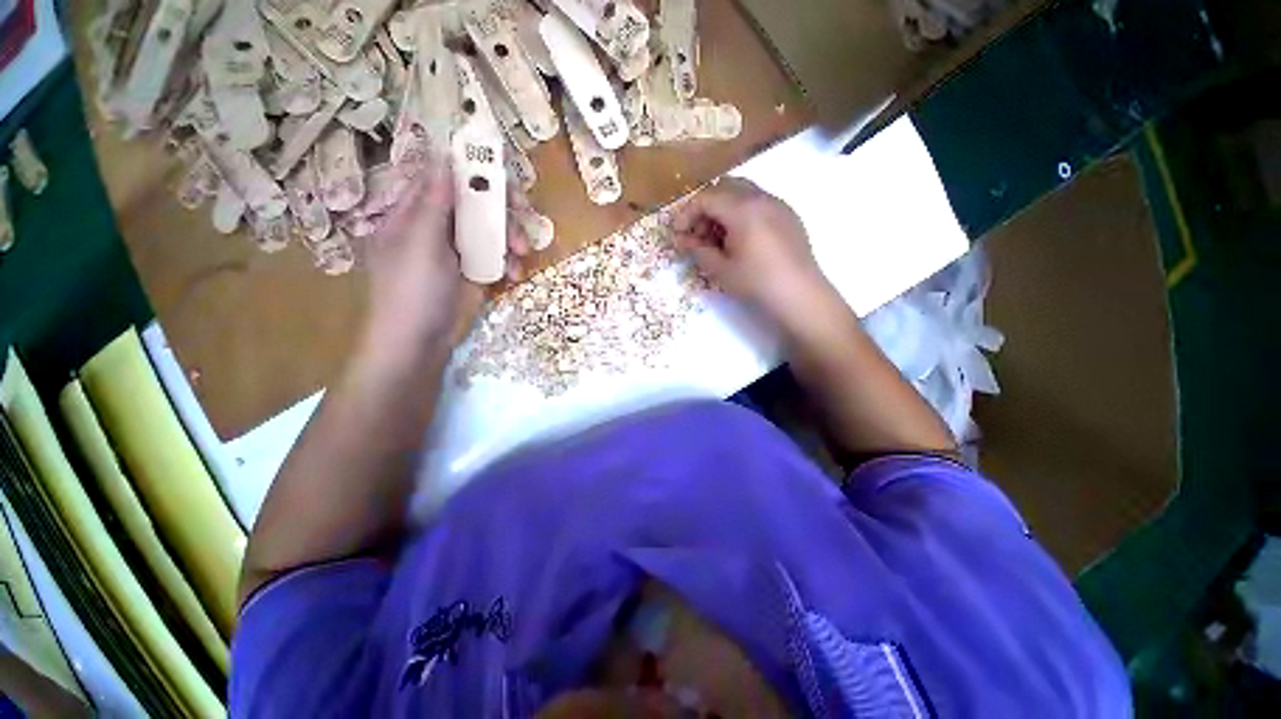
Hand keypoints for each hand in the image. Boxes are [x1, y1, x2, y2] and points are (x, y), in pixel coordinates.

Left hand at [362, 158, 528, 355]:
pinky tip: (514, 274)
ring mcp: (458, 250)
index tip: (500, 173)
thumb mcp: (421, 245)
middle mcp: (437, 227)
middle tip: (525, 213)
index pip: (443, 179)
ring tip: (522, 252)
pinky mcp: (476, 271)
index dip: (470, 171)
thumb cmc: (413, 292)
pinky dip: (509, 262)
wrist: (420, 343)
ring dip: (511, 237)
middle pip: (475, 203)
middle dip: (502, 209)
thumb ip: (435, 204)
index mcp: (414, 213)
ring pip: (492, 230)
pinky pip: (498, 256)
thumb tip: (444, 159)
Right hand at [673, 178, 833, 335]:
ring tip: (718, 238)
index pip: (706, 198)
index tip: (678, 233)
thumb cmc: (756, 282)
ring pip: (743, 192)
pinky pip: (759, 202)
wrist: (799, 294)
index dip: (687, 213)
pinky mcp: (788, 214)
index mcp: (743, 209)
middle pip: (724, 187)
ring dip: (724, 208)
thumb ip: (698, 250)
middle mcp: (761, 197)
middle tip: (698, 234)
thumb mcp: (721, 269)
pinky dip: (742, 212)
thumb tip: (681, 240)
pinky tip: (741, 238)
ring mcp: (778, 204)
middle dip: (705, 207)